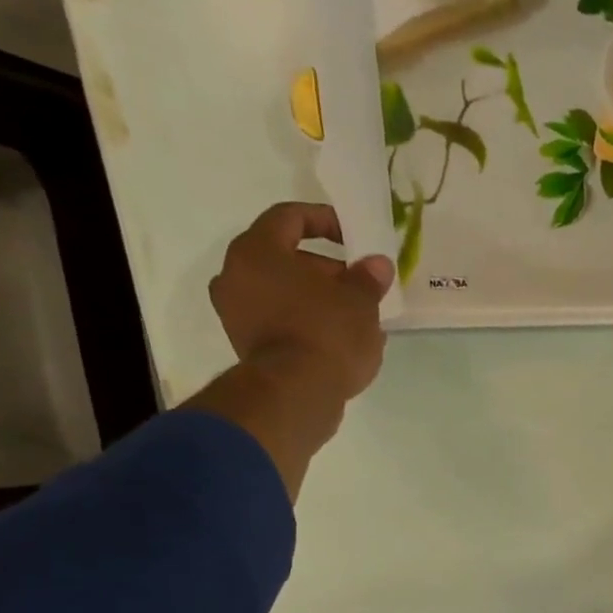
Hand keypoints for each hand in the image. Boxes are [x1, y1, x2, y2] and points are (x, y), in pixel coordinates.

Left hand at [209, 202, 394, 402]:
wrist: (296, 395)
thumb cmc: (326, 334)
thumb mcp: (360, 302)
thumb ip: (368, 278)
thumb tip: (377, 264)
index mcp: (257, 250)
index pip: (290, 217)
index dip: (325, 220)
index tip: (353, 236)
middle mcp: (235, 275)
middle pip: (284, 258)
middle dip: (325, 270)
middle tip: (359, 285)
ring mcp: (236, 313)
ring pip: (282, 293)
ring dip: (317, 299)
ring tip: (355, 317)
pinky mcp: (247, 346)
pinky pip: (280, 321)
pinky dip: (306, 323)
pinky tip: (338, 340)